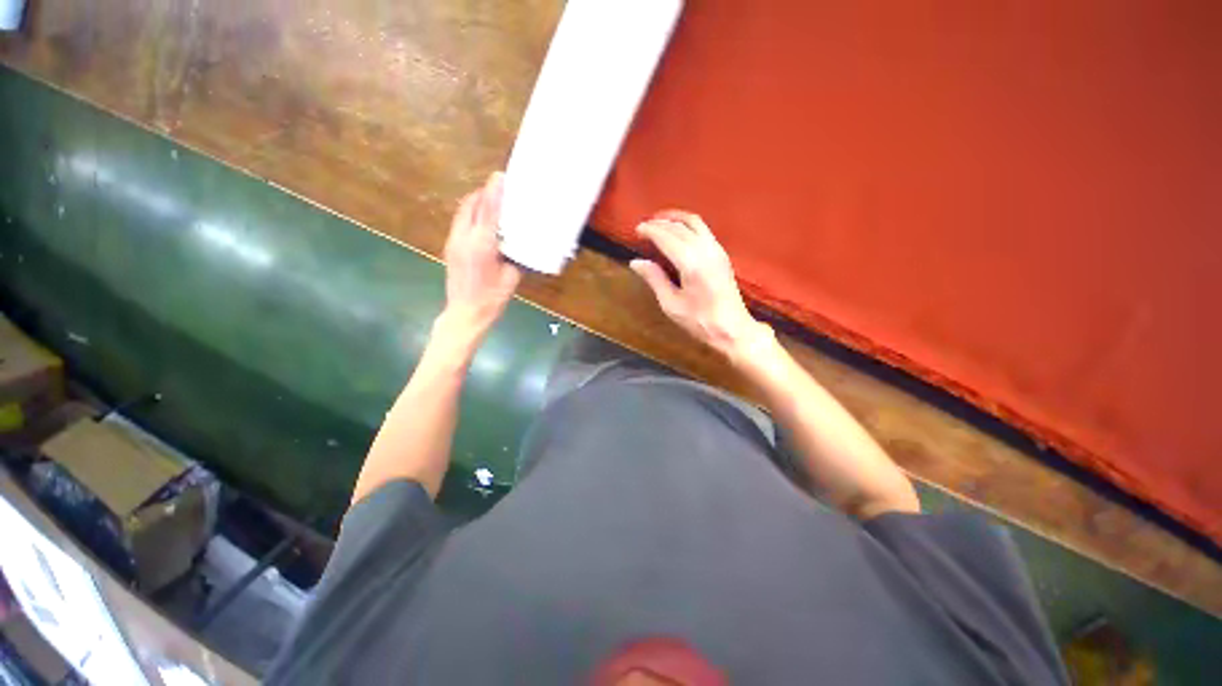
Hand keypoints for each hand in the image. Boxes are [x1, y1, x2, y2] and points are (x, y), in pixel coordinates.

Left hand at [440, 172, 521, 341]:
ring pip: (462, 211)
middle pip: (471, 205)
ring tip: (491, 199)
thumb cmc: (492, 298)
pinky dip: (471, 213)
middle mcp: (464, 238)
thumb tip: (521, 244)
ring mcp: (453, 241)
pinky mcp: (450, 247)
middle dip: (484, 192)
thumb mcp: (511, 278)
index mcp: (482, 245)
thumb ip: (515, 257)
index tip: (500, 176)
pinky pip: (460, 221)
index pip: (488, 211)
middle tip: (499, 186)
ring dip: (476, 201)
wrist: (465, 313)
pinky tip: (482, 219)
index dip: (494, 192)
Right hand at [631, 211, 768, 360]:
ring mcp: (716, 250)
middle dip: (659, 223)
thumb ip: (655, 279)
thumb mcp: (671, 304)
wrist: (732, 329)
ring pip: (694, 222)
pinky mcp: (722, 254)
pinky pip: (703, 229)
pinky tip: (678, 232)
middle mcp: (705, 250)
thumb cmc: (699, 321)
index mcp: (691, 263)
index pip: (666, 237)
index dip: (650, 230)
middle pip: (679, 226)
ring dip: (675, 218)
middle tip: (643, 226)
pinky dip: (687, 224)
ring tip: (659, 222)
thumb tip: (636, 262)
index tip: (636, 230)